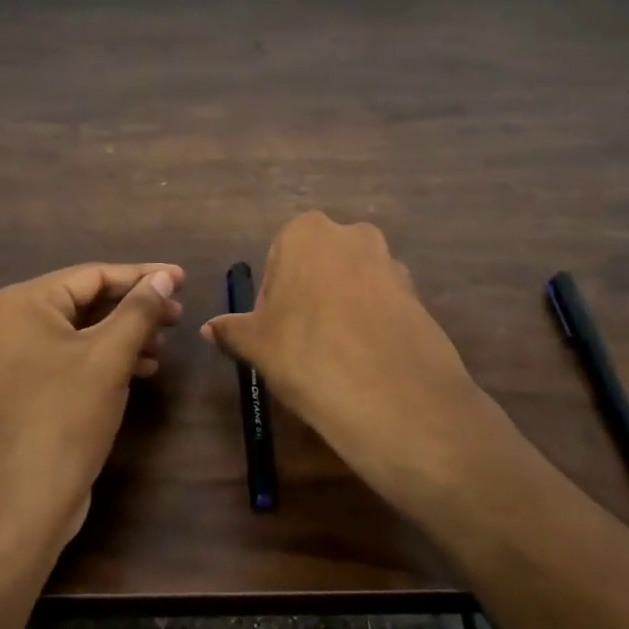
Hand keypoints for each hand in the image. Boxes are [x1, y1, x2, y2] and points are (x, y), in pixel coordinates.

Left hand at [0, 262, 184, 558]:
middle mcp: (7, 324)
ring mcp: (9, 360)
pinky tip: (139, 371)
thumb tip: (166, 277)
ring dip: (123, 336)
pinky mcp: (20, 391)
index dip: (143, 276)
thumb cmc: (64, 417)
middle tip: (178, 318)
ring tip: (162, 348)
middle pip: (85, 302)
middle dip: (134, 309)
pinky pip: (68, 359)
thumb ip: (140, 309)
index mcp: (20, 304)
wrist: (19, 506)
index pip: (92, 275)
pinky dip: (103, 360)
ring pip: (79, 333)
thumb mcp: (109, 357)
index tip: (184, 280)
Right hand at [201, 213, 492, 511]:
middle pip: (318, 267)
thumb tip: (209, 328)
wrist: (393, 396)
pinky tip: (363, 363)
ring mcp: (392, 264)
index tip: (272, 333)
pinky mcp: (419, 297)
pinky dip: (369, 327)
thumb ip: (232, 329)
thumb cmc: (306, 353)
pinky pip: (382, 307)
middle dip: (307, 299)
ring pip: (352, 285)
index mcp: (307, 232)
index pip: (277, 259)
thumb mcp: (256, 344)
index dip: (271, 298)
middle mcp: (353, 236)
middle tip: (298, 344)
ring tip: (332, 358)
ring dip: (339, 311)